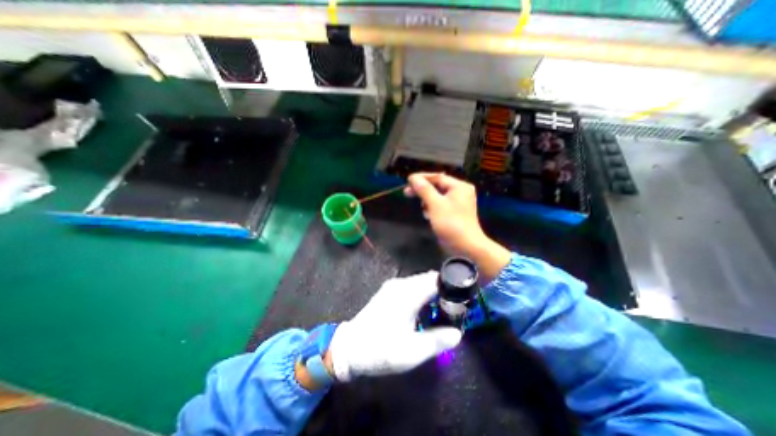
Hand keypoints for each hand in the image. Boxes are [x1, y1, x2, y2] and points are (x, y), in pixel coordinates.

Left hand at [324, 272, 458, 381]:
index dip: (450, 288)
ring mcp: (393, 286)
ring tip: (439, 312)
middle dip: (442, 291)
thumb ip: (437, 341)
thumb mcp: (411, 352)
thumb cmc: (380, 349)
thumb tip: (458, 333)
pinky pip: (411, 286)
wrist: (350, 347)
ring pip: (420, 282)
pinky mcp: (388, 291)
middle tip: (451, 310)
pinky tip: (422, 310)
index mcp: (407, 294)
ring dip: (432, 292)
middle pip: (429, 279)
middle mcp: (401, 284)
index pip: (435, 280)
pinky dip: (421, 293)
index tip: (460, 301)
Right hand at [404, 172, 512, 278]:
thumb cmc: (451, 224)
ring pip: (437, 196)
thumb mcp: (435, 205)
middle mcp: (460, 192)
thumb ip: (424, 190)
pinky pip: (440, 205)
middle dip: (422, 190)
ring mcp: (458, 203)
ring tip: (423, 210)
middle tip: (407, 193)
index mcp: (459, 186)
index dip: (421, 178)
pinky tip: (428, 215)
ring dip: (427, 201)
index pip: (437, 177)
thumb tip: (413, 178)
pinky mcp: (454, 213)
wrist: (466, 247)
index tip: (407, 181)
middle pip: (437, 186)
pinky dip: (433, 208)